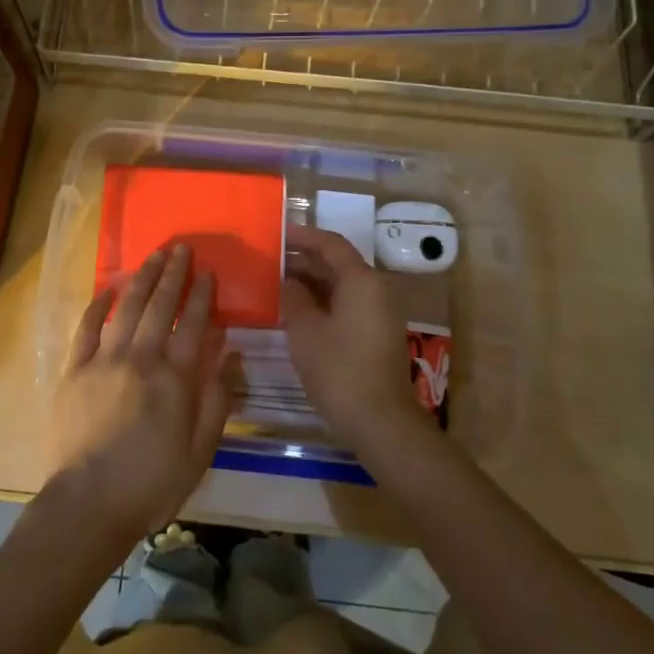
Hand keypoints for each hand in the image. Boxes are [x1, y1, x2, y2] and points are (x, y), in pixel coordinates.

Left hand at [46, 244, 237, 547]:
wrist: (88, 505)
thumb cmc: (151, 484)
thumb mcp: (200, 450)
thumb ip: (217, 398)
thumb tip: (230, 353)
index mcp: (174, 379)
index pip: (192, 324)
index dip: (202, 295)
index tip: (208, 272)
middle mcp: (140, 359)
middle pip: (159, 306)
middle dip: (173, 275)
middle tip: (181, 248)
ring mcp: (103, 361)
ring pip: (126, 308)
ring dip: (141, 279)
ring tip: (153, 256)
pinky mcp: (74, 371)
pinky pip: (85, 328)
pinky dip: (97, 306)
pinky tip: (107, 290)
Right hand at [282, 225, 424, 452]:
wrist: (380, 421)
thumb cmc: (339, 369)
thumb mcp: (305, 330)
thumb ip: (293, 298)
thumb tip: (289, 282)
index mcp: (362, 280)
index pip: (331, 244)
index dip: (304, 236)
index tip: (278, 233)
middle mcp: (376, 289)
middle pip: (339, 263)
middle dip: (305, 259)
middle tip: (272, 259)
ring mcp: (380, 312)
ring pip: (343, 285)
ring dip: (313, 281)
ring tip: (279, 282)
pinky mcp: (377, 333)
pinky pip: (348, 304)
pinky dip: (324, 300)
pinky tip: (299, 310)